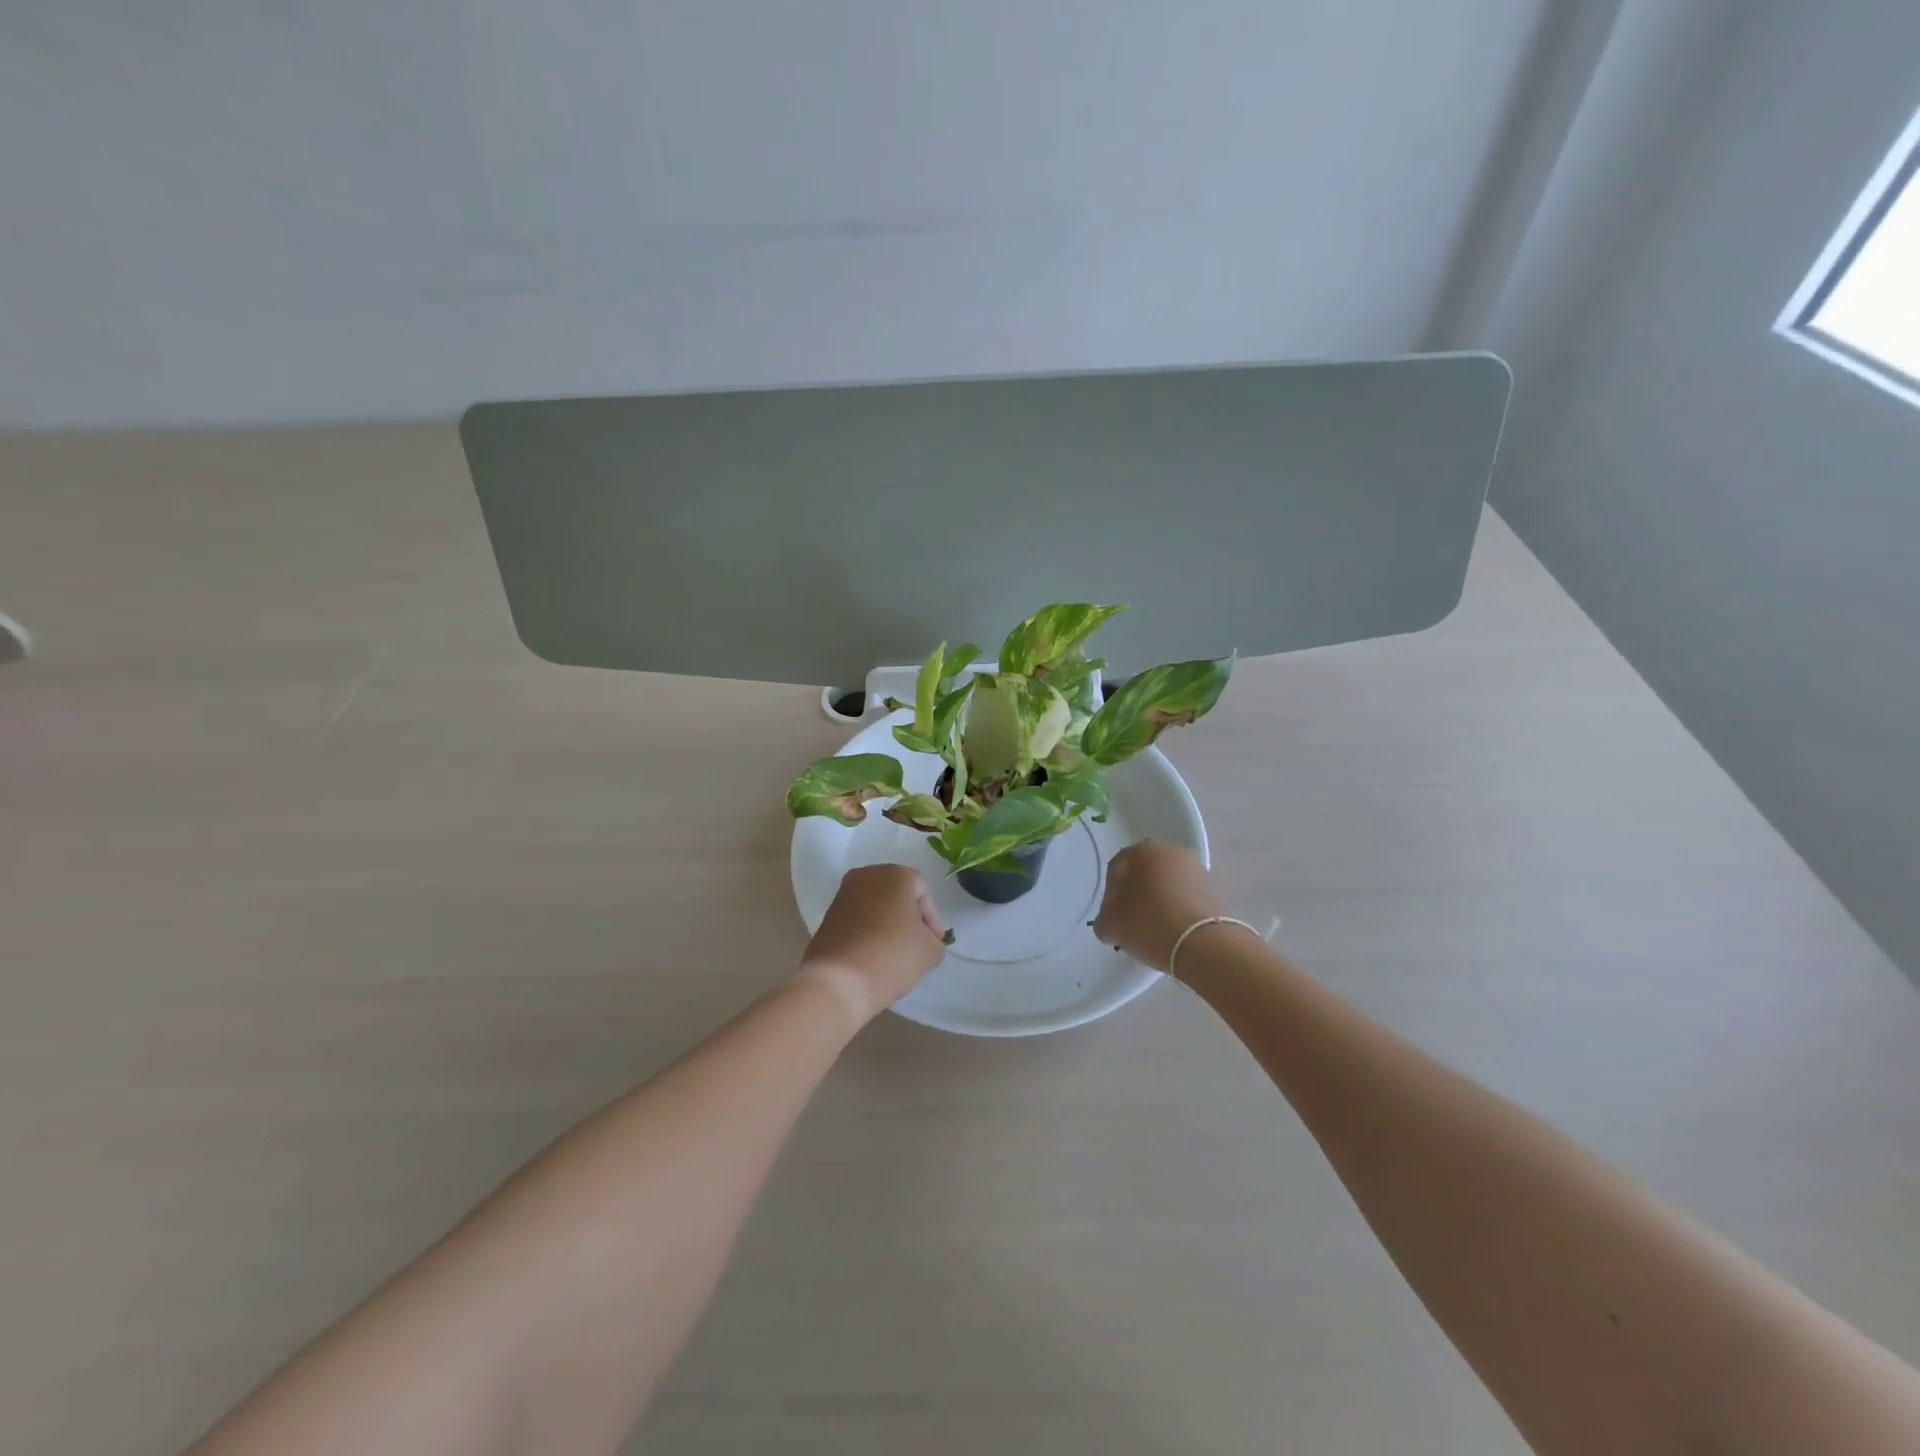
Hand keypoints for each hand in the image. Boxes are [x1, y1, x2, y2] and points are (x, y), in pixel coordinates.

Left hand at [796, 864, 949, 1024]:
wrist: (837, 982)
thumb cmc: (891, 956)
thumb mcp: (930, 950)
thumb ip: (934, 939)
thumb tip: (924, 939)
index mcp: (894, 874)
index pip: (922, 892)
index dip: (932, 918)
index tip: (935, 942)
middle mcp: (866, 876)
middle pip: (897, 895)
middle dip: (909, 917)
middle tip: (918, 944)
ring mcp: (842, 895)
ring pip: (875, 907)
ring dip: (887, 924)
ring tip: (896, 953)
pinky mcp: (826, 917)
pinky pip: (857, 920)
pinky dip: (868, 933)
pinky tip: (874, 956)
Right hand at [1092, 840, 1224, 971]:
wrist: (1202, 944)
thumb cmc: (1149, 924)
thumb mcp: (1110, 925)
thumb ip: (1104, 917)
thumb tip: (1111, 919)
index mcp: (1141, 850)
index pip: (1116, 869)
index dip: (1110, 895)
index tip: (1112, 916)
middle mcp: (1169, 850)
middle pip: (1143, 873)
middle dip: (1135, 894)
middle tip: (1130, 920)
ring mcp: (1195, 868)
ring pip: (1166, 883)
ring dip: (1157, 900)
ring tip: (1153, 927)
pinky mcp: (1213, 888)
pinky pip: (1184, 895)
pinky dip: (1176, 907)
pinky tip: (1172, 929)